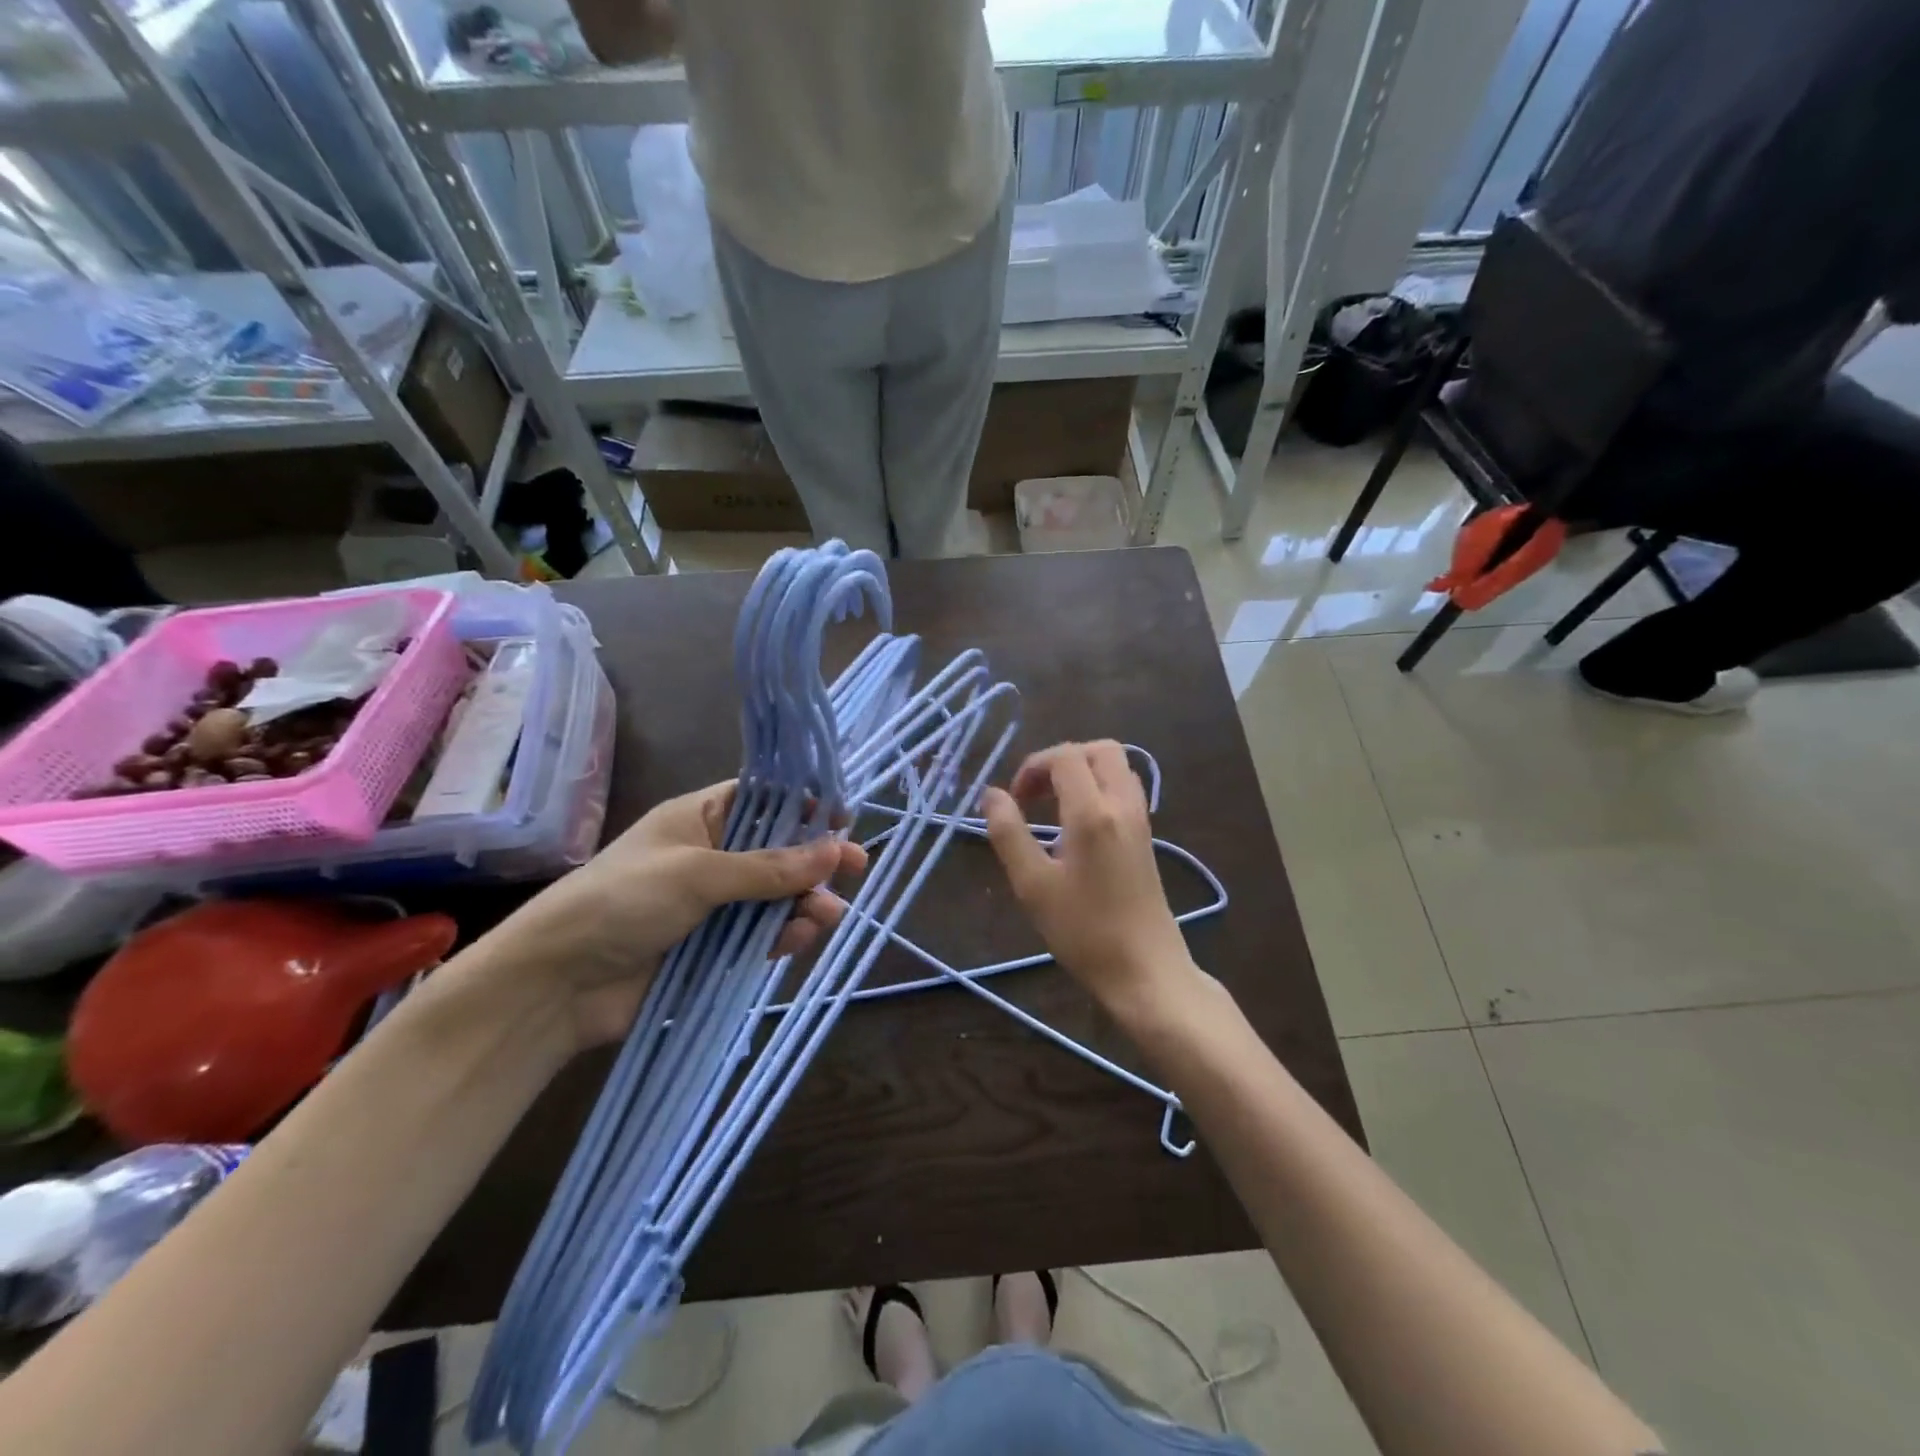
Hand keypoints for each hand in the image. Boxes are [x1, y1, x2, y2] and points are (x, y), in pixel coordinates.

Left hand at [476, 781, 866, 1051]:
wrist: (557, 984)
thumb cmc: (623, 901)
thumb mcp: (698, 873)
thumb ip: (769, 867)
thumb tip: (836, 849)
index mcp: (700, 819)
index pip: (762, 799)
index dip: (803, 805)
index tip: (842, 816)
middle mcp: (711, 856)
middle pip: (777, 850)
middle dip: (815, 859)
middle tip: (857, 866)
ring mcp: (714, 904)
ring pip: (776, 896)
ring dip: (805, 902)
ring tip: (828, 914)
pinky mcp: (714, 947)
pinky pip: (762, 934)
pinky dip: (785, 934)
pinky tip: (802, 937)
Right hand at [983, 741, 1198, 1019]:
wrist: (1145, 970)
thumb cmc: (1084, 931)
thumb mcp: (1033, 885)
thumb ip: (1009, 833)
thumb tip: (991, 794)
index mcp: (1092, 812)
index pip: (1065, 757)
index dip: (1034, 766)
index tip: (1014, 800)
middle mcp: (1123, 805)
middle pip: (1100, 750)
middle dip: (1062, 760)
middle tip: (1036, 793)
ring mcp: (1140, 821)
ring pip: (1117, 767)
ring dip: (1083, 772)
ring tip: (1054, 806)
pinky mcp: (1147, 838)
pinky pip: (1125, 790)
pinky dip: (1099, 789)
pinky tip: (1078, 826)